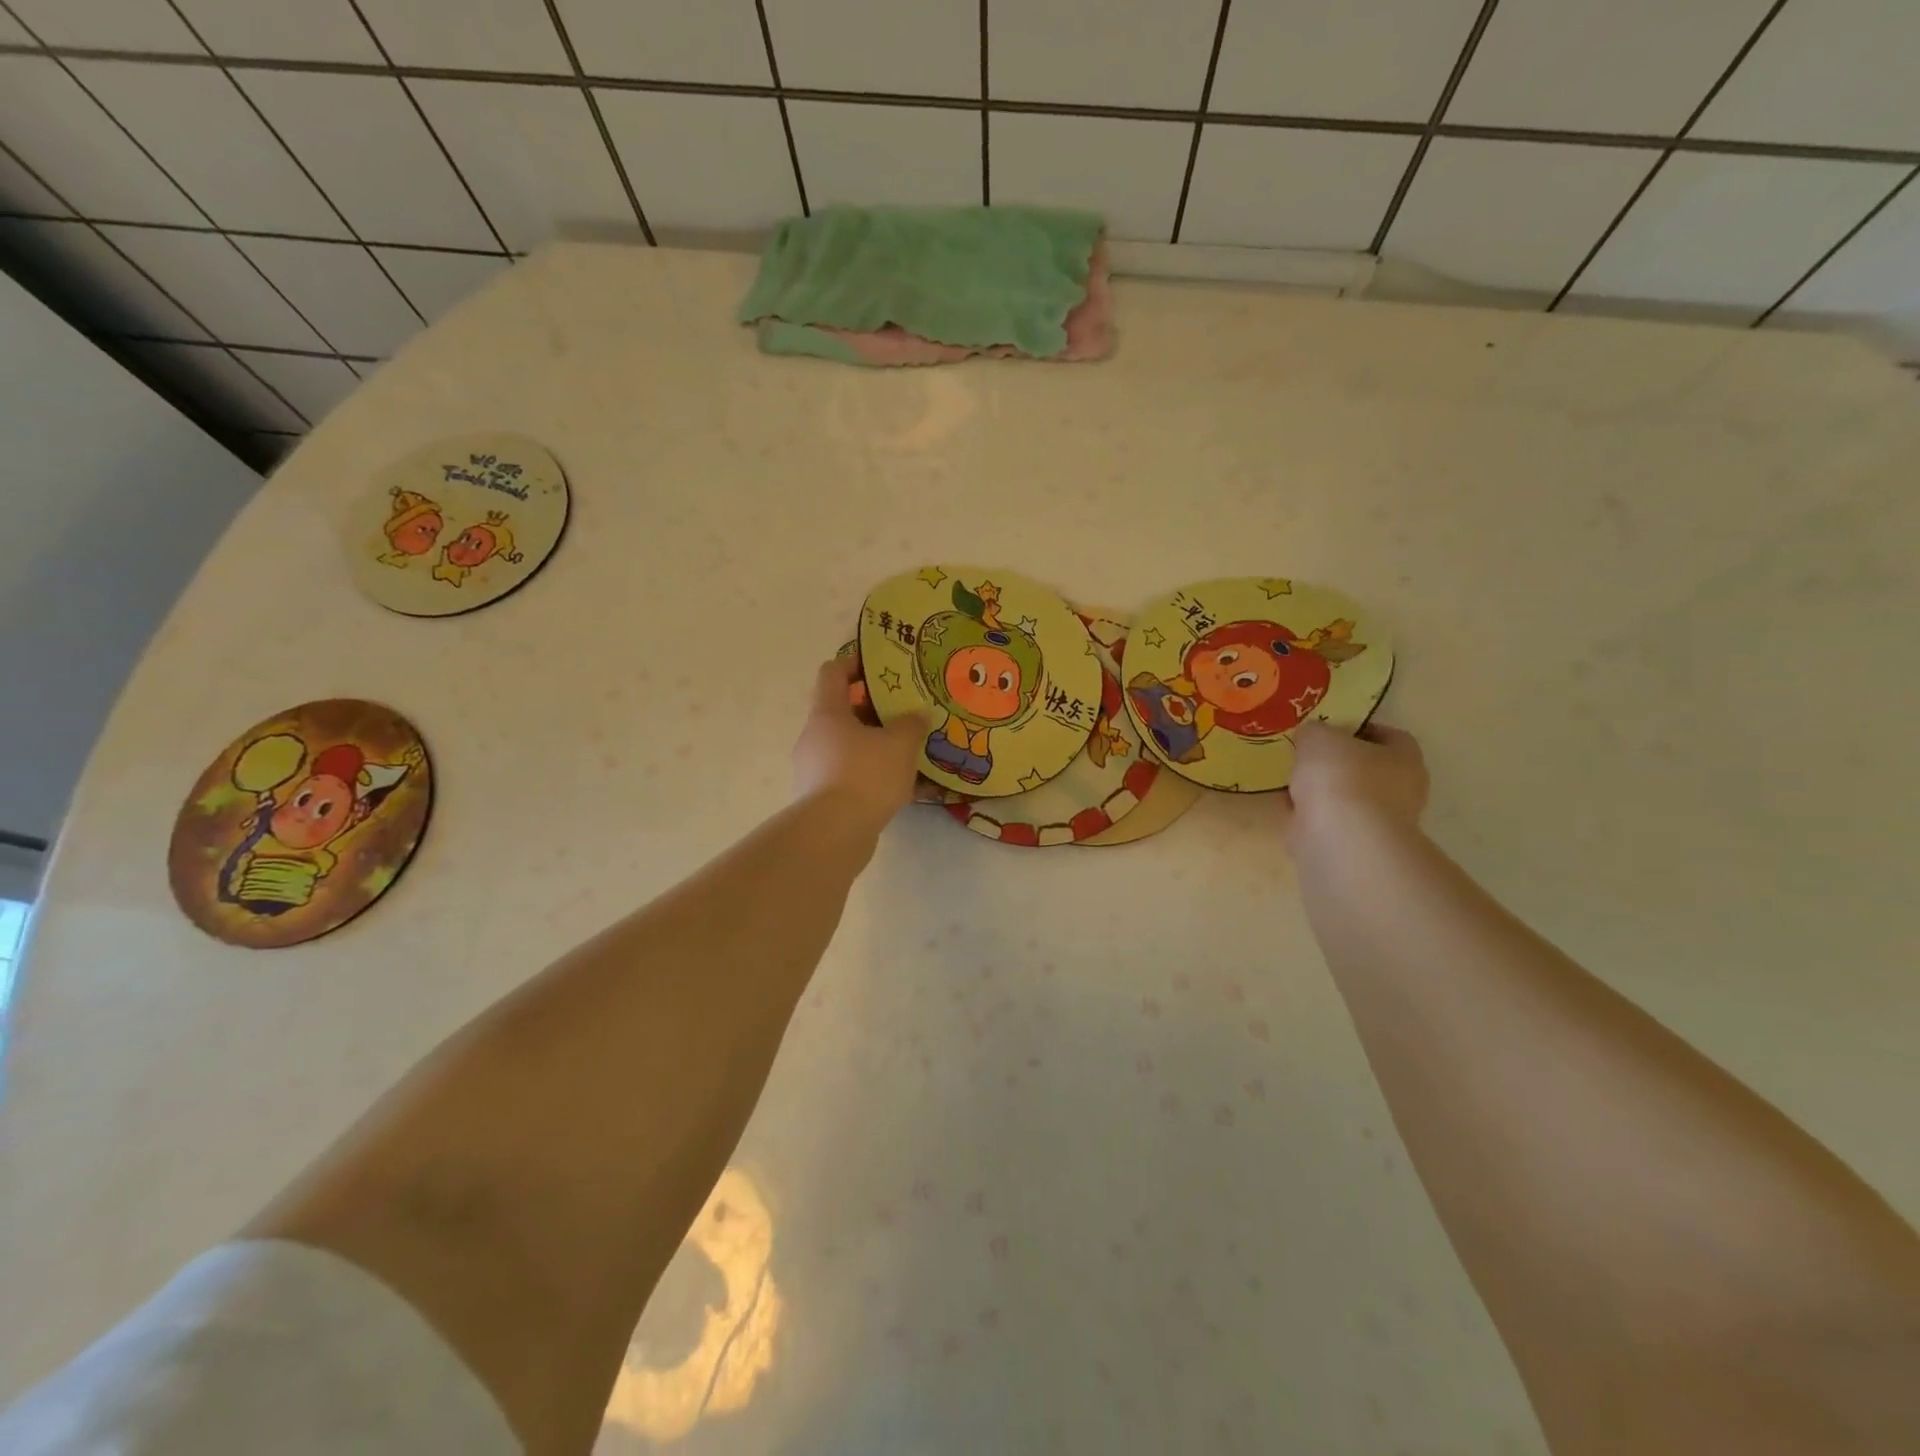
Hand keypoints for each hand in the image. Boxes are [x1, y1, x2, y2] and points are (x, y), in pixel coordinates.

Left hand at [792, 656, 929, 829]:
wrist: (833, 834)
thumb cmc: (865, 775)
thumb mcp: (900, 744)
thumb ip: (912, 724)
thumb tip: (918, 714)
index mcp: (827, 714)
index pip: (832, 673)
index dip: (855, 664)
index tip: (881, 668)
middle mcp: (814, 737)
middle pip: (842, 711)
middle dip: (873, 710)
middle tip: (904, 714)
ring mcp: (813, 769)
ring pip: (846, 746)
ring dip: (873, 745)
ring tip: (905, 753)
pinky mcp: (820, 798)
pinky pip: (848, 776)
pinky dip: (869, 775)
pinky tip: (897, 787)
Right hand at [1279, 720, 1427, 846]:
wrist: (1340, 840)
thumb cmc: (1340, 777)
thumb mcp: (1318, 737)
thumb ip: (1314, 732)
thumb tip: (1311, 737)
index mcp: (1404, 758)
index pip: (1391, 737)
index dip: (1361, 730)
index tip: (1331, 729)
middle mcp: (1401, 792)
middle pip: (1367, 770)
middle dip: (1337, 765)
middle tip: (1306, 757)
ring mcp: (1378, 824)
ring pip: (1345, 800)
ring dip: (1321, 794)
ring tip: (1290, 783)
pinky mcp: (1354, 848)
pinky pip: (1327, 824)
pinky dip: (1309, 818)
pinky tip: (1288, 810)